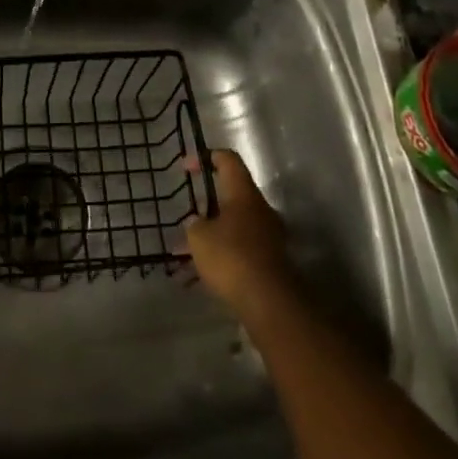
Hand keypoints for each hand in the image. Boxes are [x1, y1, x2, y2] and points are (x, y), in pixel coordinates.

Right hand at [185, 150, 297, 322]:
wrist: (269, 301)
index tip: (186, 167)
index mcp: (244, 194)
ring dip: (213, 234)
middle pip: (232, 195)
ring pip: (235, 225)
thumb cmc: (231, 257)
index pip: (228, 160)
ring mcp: (269, 235)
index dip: (207, 157)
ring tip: (187, 254)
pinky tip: (203, 276)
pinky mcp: (271, 260)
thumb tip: (198, 222)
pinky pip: (241, 248)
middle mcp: (260, 209)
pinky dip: (223, 255)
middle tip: (188, 217)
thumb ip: (195, 224)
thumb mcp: (199, 237)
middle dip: (207, 204)